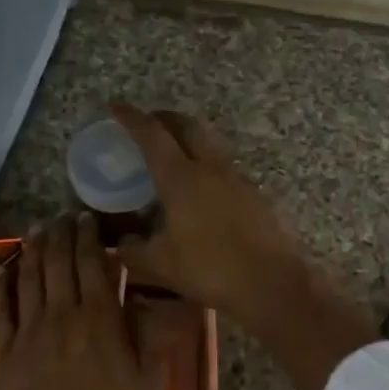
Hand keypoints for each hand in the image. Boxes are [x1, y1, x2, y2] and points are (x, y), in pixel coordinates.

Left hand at [0, 214, 164, 389]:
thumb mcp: (151, 381)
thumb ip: (147, 334)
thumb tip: (139, 298)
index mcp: (101, 319)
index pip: (92, 262)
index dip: (89, 235)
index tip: (88, 218)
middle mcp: (62, 316)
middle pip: (57, 261)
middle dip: (60, 233)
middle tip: (63, 217)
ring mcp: (29, 333)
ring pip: (29, 277)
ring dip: (34, 248)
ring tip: (39, 229)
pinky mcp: (6, 354)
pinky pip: (0, 309)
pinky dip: (2, 283)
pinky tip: (4, 267)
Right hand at [110, 104, 378, 389]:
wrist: (272, 282)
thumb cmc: (210, 270)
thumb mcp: (160, 264)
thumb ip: (133, 250)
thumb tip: (121, 242)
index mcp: (181, 178)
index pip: (152, 135)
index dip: (132, 118)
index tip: (116, 107)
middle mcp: (210, 168)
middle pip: (186, 126)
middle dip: (164, 118)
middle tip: (147, 123)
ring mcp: (236, 178)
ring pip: (209, 142)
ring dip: (188, 137)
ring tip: (171, 151)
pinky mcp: (253, 193)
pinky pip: (223, 165)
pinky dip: (205, 161)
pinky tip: (200, 186)